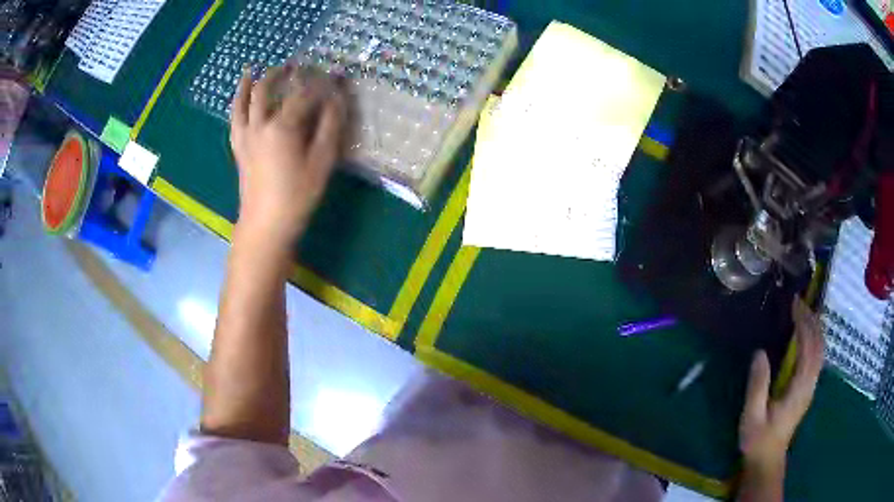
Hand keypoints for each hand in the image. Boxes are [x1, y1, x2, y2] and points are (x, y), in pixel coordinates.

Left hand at [230, 65, 345, 245]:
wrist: (265, 224)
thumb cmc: (297, 195)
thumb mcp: (322, 161)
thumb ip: (329, 126)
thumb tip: (336, 99)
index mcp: (283, 126)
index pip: (304, 94)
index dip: (321, 82)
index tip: (336, 74)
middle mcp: (261, 124)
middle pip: (269, 89)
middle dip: (283, 73)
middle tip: (296, 64)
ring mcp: (246, 135)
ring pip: (245, 100)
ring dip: (252, 82)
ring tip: (255, 68)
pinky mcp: (238, 147)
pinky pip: (234, 118)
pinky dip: (237, 102)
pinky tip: (240, 96)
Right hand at [739, 298, 824, 470]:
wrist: (767, 460)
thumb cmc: (758, 439)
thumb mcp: (752, 415)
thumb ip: (757, 385)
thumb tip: (760, 352)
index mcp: (799, 387)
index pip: (808, 348)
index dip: (804, 324)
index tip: (794, 305)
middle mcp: (810, 383)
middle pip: (819, 345)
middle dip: (812, 320)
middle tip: (799, 302)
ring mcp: (811, 387)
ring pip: (821, 350)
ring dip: (816, 328)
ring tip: (805, 311)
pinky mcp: (808, 389)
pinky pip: (817, 357)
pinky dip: (815, 340)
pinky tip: (807, 335)